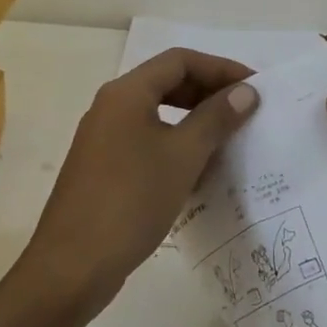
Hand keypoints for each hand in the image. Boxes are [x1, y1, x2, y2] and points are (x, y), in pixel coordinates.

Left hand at [19, 49, 259, 314]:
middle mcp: (111, 107)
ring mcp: (104, 138)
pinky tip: (198, 169)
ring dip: (194, 118)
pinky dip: (176, 143)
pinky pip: (146, 139)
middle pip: (167, 82)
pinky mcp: (103, 167)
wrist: (72, 267)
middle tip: (245, 110)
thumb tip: (246, 91)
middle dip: (209, 91)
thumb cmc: (131, 201)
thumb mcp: (183, 156)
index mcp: (126, 93)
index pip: (180, 60)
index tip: (254, 88)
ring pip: (157, 113)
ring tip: (228, 137)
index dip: (221, 68)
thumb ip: (216, 118)